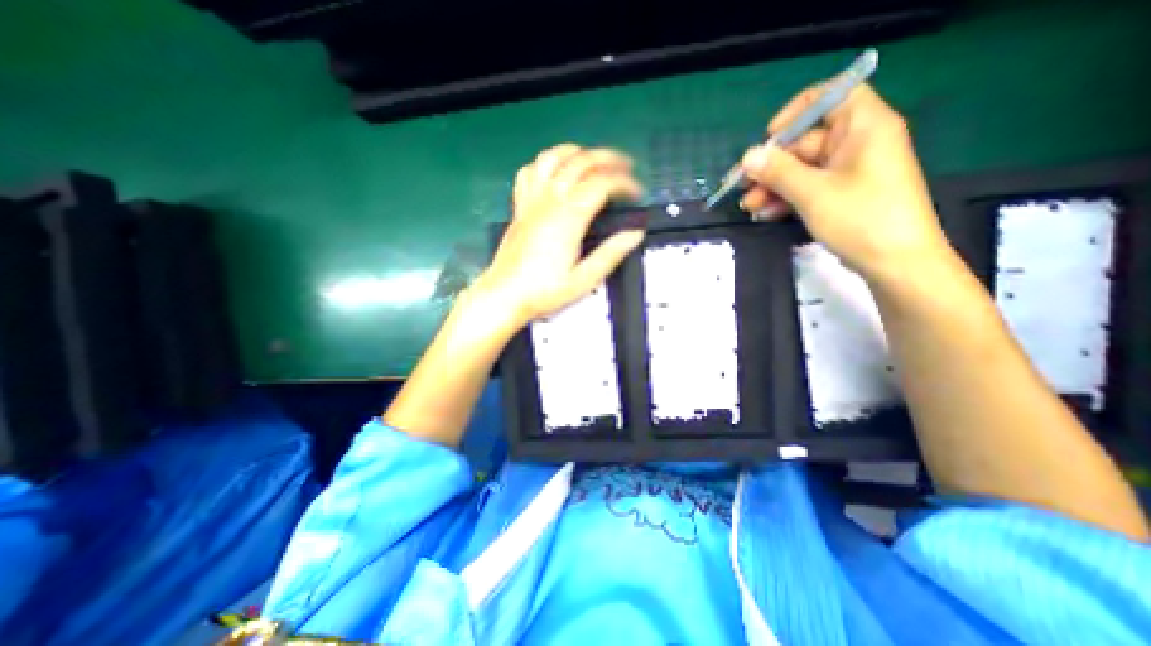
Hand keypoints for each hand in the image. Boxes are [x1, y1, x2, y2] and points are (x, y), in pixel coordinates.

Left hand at [472, 143, 642, 330]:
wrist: (505, 295)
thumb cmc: (544, 291)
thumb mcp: (584, 280)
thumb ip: (610, 254)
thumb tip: (635, 233)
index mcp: (568, 219)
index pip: (601, 184)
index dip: (624, 183)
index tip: (637, 193)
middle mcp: (549, 202)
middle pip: (580, 162)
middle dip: (608, 159)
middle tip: (626, 167)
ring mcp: (531, 201)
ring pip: (553, 158)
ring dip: (578, 153)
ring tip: (594, 161)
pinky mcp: (520, 207)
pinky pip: (530, 172)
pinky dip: (546, 163)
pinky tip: (556, 171)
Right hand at [738, 82, 954, 280]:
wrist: (895, 262)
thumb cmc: (860, 218)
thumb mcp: (813, 192)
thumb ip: (778, 171)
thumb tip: (748, 156)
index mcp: (863, 127)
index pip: (831, 97)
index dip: (797, 112)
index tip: (769, 137)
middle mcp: (856, 143)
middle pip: (805, 142)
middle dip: (771, 165)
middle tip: (742, 187)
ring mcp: (848, 171)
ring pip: (801, 169)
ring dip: (772, 187)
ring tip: (750, 207)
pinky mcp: (841, 194)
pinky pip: (807, 188)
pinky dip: (786, 198)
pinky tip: (765, 214)